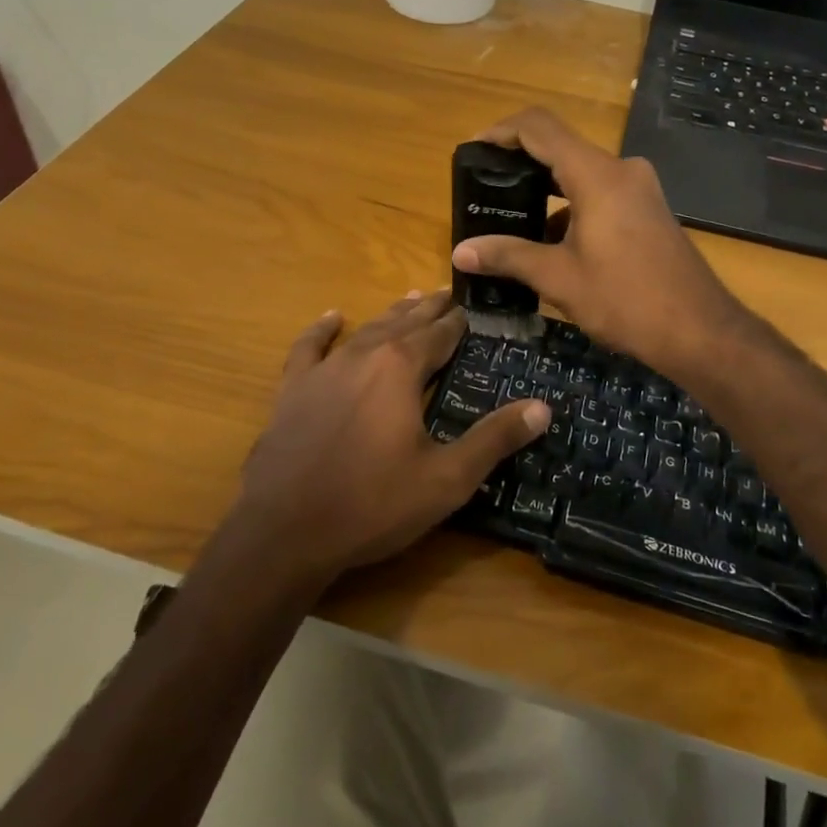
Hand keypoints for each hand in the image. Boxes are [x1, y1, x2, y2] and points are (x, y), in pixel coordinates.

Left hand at [233, 290, 548, 581]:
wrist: (283, 532)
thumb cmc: (372, 504)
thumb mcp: (446, 479)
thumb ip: (495, 439)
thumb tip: (543, 408)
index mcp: (402, 367)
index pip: (441, 334)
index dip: (460, 322)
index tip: (474, 309)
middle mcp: (365, 355)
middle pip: (405, 323)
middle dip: (430, 309)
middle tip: (448, 293)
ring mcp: (324, 370)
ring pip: (366, 329)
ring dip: (391, 314)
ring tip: (410, 300)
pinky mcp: (292, 390)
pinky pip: (309, 348)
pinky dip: (322, 330)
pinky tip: (332, 317)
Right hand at [450, 108, 747, 377]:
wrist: (700, 330)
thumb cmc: (626, 300)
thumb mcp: (560, 278)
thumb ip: (508, 256)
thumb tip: (460, 252)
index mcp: (597, 175)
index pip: (540, 128)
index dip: (502, 131)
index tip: (474, 150)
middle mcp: (621, 170)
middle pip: (561, 147)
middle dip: (520, 164)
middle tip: (486, 188)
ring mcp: (640, 188)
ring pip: (582, 174)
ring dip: (547, 190)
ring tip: (512, 219)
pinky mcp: (649, 209)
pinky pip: (602, 193)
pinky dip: (573, 207)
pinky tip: (553, 243)